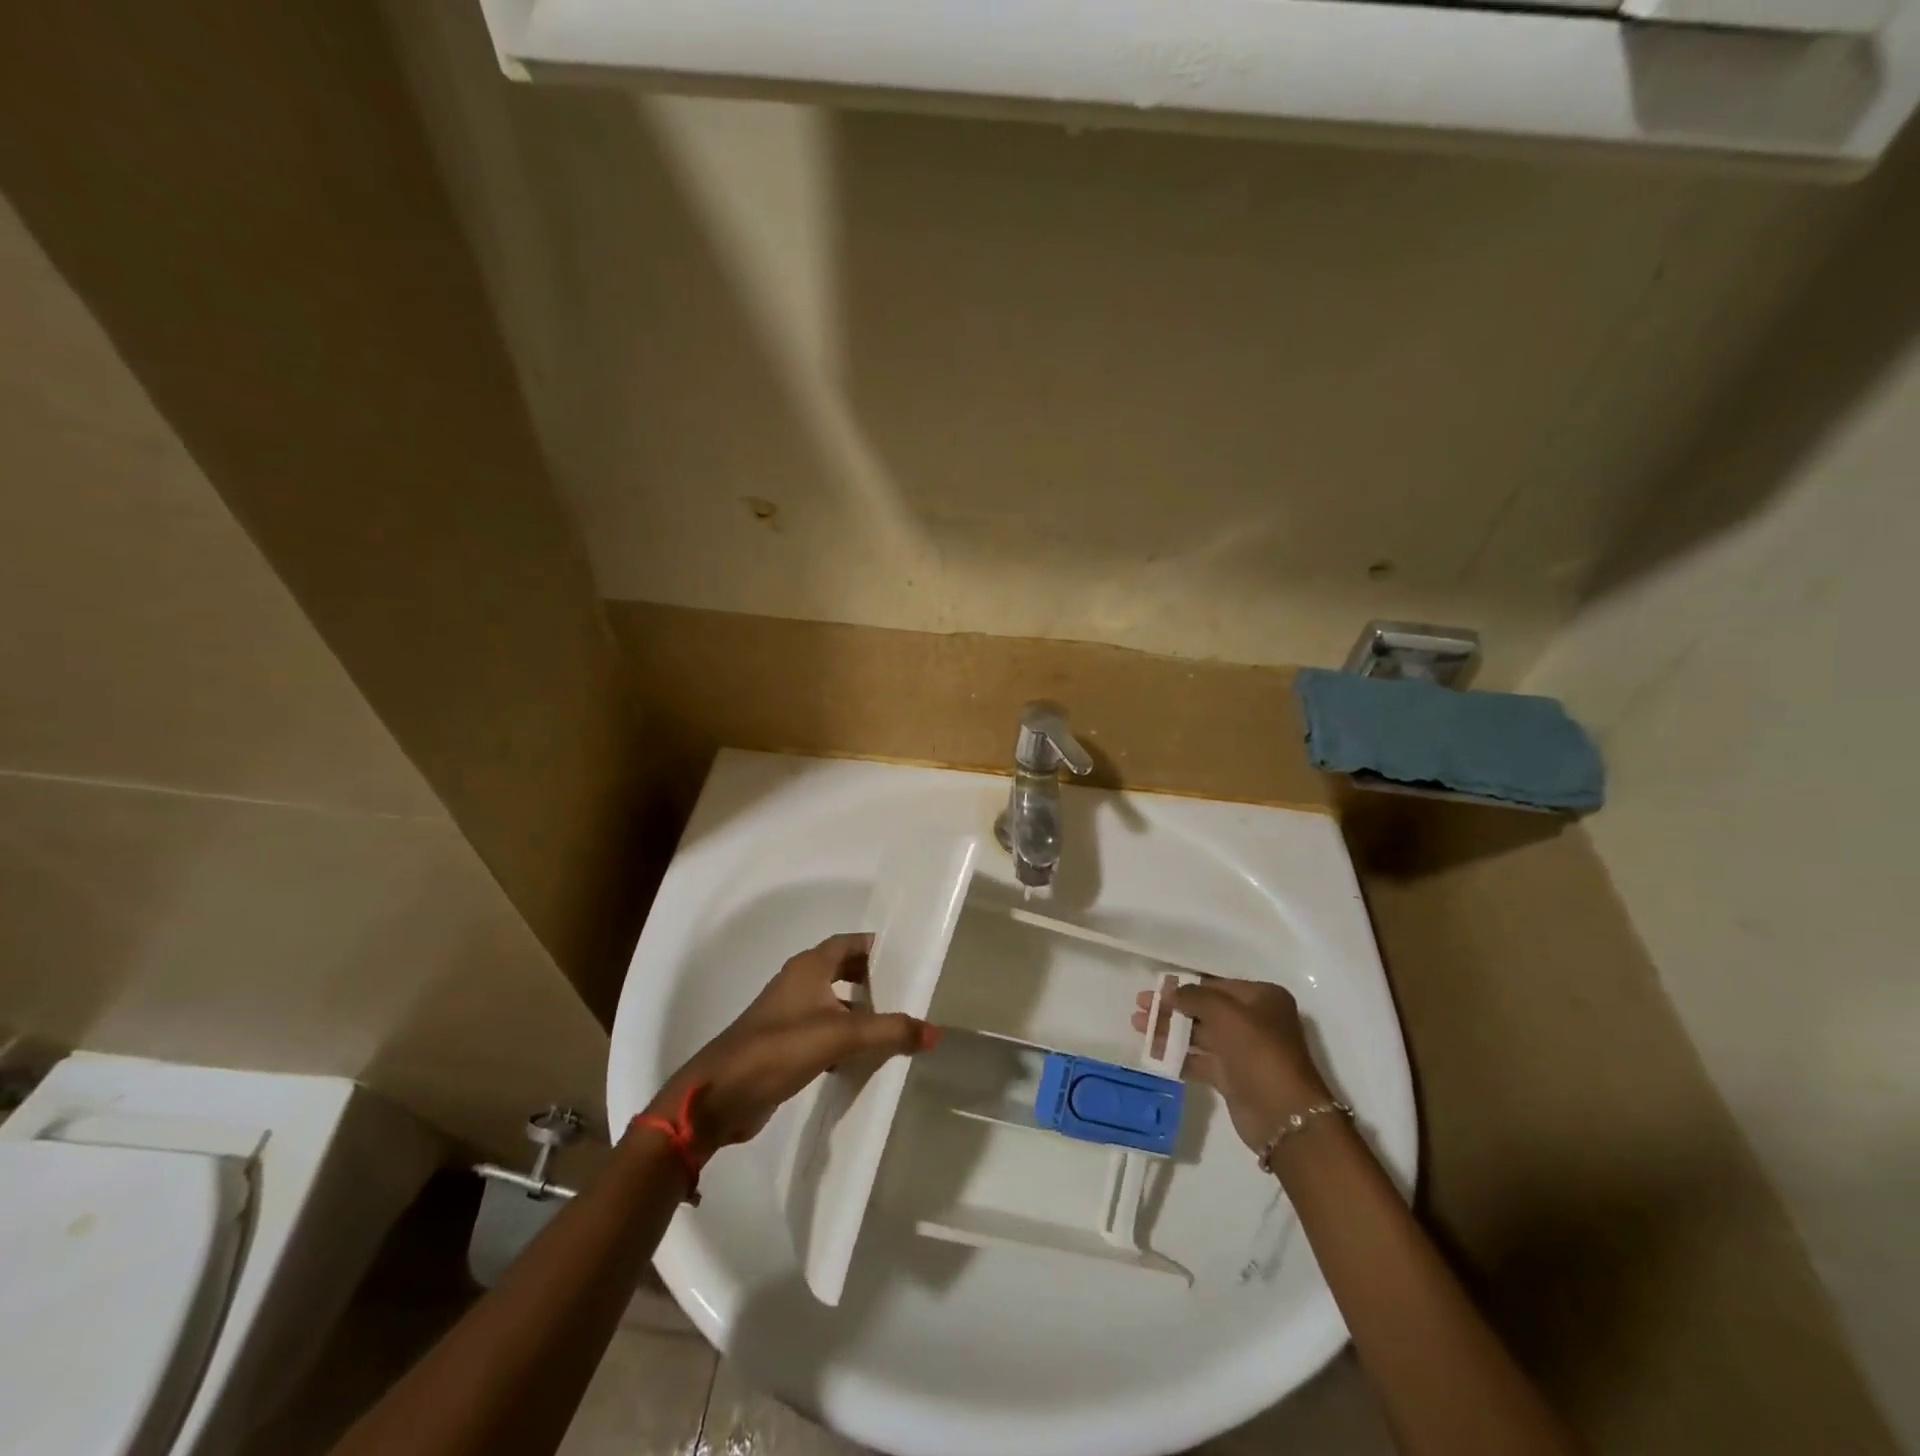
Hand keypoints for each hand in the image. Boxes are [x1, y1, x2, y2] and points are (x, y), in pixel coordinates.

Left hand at [647, 932, 933, 1154]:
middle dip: (874, 979)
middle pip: (843, 970)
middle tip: (909, 992)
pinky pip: (824, 1030)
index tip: (910, 957)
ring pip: (834, 1002)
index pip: (850, 942)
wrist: (720, 1095)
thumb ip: (889, 1031)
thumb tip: (935, 1032)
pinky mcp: (785, 1044)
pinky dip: (846, 1038)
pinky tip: (865, 1057)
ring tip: (896, 1025)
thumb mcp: (841, 1036)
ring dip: (861, 1011)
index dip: (878, 947)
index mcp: (809, 966)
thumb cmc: (780, 1048)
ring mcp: (789, 1013)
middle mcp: (799, 982)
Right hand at [1133, 977, 1333, 1154]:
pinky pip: (1200, 1060)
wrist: (1285, 1116)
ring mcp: (1243, 1050)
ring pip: (1200, 1034)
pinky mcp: (1233, 1077)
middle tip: (1139, 1006)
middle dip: (1172, 1007)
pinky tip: (1153, 1053)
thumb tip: (1168, 991)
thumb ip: (1194, 996)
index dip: (1183, 985)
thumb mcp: (1226, 1014)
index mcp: (1262, 998)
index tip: (1154, 987)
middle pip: (1204, 1009)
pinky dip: (1178, 1056)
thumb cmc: (1259, 1052)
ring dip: (1169, 1030)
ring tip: (1137, 1026)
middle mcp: (1254, 1021)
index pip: (1215, 985)